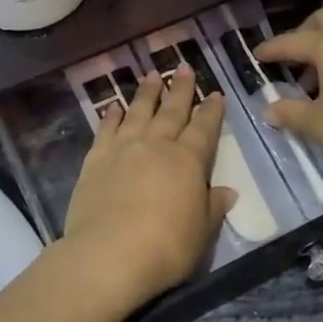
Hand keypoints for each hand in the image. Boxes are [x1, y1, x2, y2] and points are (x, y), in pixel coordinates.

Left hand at [62, 71, 235, 305]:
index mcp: (188, 160)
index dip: (211, 110)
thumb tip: (227, 191)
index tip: (214, 93)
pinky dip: (111, 116)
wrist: (110, 254)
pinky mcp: (95, 160)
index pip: (204, 128)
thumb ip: (212, 207)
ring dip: (146, 93)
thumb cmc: (166, 246)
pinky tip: (113, 106)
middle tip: (184, 67)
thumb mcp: (201, 232)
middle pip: (171, 111)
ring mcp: (123, 149)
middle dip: (180, 88)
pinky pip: (105, 130)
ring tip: (152, 75)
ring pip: (138, 112)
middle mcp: (156, 145)